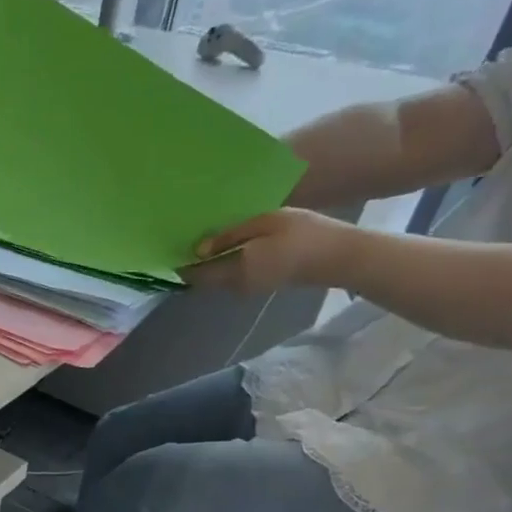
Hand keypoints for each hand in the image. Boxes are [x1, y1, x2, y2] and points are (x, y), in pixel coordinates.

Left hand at [187, 208, 358, 294]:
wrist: (339, 256)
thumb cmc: (302, 233)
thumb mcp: (264, 223)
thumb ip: (229, 236)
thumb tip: (198, 249)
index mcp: (234, 271)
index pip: (195, 274)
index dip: (181, 262)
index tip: (172, 245)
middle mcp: (236, 286)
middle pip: (205, 277)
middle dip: (195, 261)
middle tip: (187, 236)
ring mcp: (249, 288)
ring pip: (219, 277)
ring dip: (212, 261)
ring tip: (208, 235)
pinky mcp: (261, 285)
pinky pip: (234, 275)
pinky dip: (227, 262)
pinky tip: (232, 242)